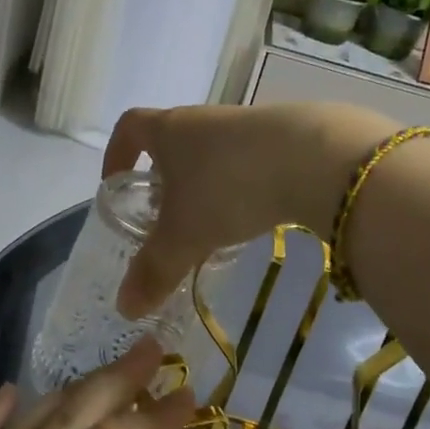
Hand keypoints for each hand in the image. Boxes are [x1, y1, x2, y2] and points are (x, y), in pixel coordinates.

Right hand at [102, 102, 391, 316]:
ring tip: (210, 226)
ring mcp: (247, 126)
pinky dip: (242, 188)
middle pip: (173, 143)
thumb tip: (124, 308)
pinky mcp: (286, 138)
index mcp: (170, 129)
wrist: (314, 158)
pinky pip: (249, 163)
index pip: (130, 127)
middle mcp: (205, 120)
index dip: (117, 153)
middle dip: (164, 179)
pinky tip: (253, 217)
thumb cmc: (228, 187)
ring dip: (205, 186)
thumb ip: (153, 271)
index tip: (115, 182)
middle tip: (164, 219)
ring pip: (213, 155)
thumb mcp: (184, 236)